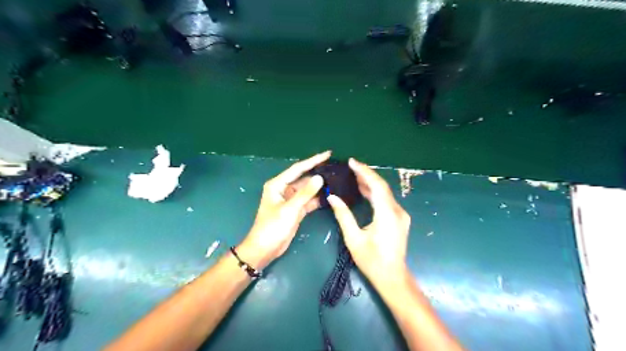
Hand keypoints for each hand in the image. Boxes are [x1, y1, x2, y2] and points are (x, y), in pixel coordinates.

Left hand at [237, 151, 328, 268]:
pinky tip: (330, 196)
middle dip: (318, 174)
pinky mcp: (296, 210)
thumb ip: (305, 193)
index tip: (328, 154)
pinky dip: (318, 199)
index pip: (298, 169)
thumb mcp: (289, 209)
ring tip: (337, 180)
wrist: (265, 249)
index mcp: (278, 184)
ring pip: (307, 190)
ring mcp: (291, 200)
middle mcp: (284, 189)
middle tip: (336, 168)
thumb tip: (320, 178)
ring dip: (320, 187)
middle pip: (304, 178)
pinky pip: (309, 201)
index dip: (313, 160)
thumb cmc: (272, 227)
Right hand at [328, 159, 411, 284]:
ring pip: (385, 193)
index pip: (377, 186)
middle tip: (351, 166)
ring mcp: (400, 215)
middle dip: (367, 175)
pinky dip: (375, 193)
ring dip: (370, 183)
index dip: (365, 172)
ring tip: (355, 175)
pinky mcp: (399, 219)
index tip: (352, 162)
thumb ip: (343, 215)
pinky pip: (386, 201)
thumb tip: (332, 197)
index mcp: (387, 214)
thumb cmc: (372, 260)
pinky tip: (364, 190)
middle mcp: (397, 211)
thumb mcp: (354, 238)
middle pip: (382, 187)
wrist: (392, 277)